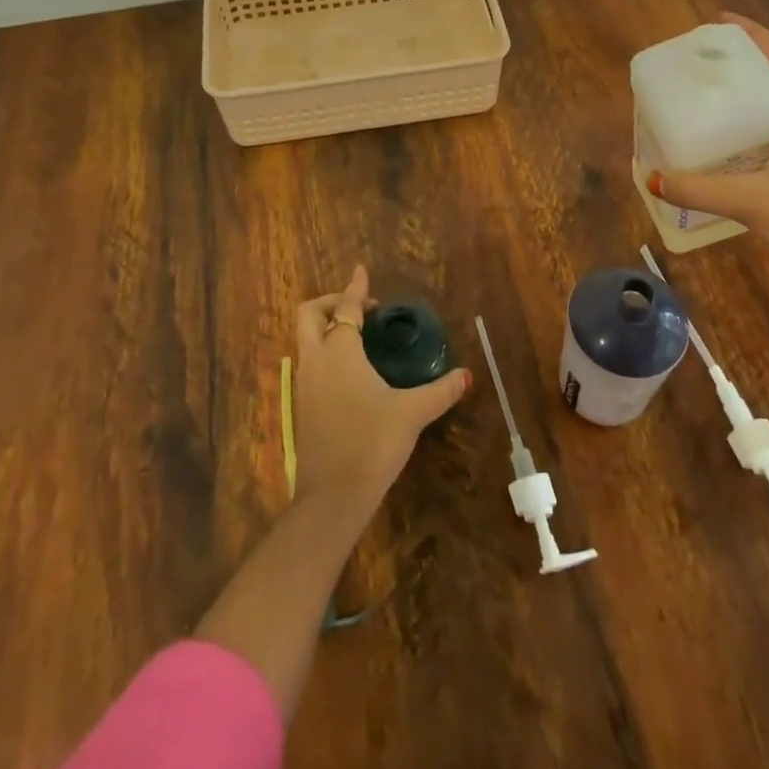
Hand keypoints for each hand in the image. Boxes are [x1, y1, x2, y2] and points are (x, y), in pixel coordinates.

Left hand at [291, 267, 470, 522]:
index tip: (362, 271)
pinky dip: (325, 352)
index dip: (356, 288)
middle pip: (310, 314)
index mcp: (340, 352)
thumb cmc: (371, 444)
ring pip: (305, 339)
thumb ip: (440, 391)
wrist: (331, 498)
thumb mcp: (412, 414)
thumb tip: (467, 375)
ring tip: (358, 337)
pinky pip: (310, 363)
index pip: (347, 307)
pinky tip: (351, 372)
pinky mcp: (302, 406)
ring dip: (326, 328)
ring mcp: (304, 384)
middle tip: (359, 308)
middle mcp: (316, 360)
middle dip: (331, 302)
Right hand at [647, 14, 768, 306]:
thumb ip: (700, 190)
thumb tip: (652, 179)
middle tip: (703, 61)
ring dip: (749, 94)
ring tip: (709, 94)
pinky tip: (729, 140)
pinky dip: (753, 123)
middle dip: (743, 63)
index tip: (720, 20)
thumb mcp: (753, 202)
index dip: (752, 36)